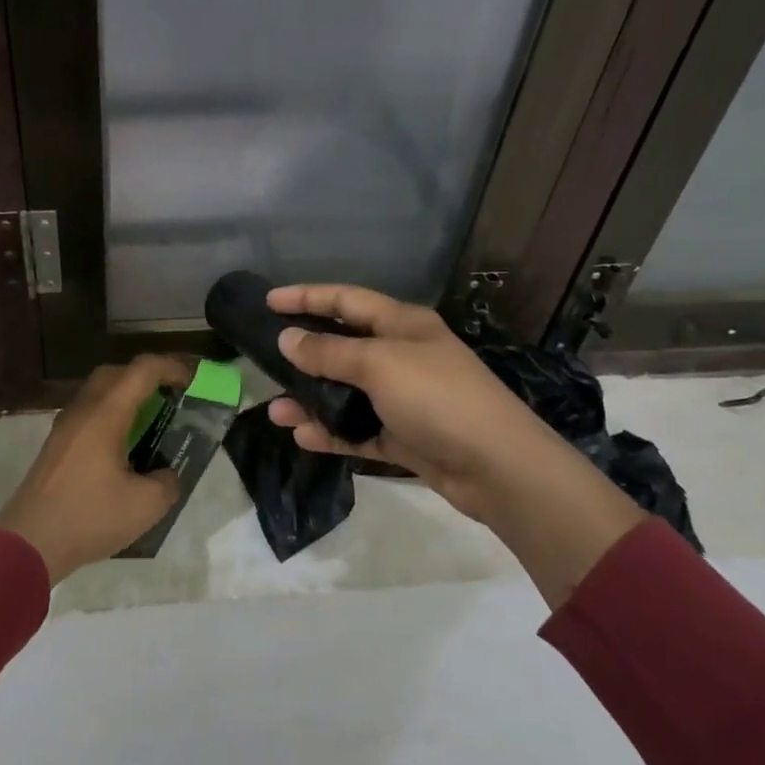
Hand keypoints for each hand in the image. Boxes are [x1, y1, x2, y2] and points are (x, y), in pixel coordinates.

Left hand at [0, 354, 193, 583]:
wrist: (29, 543)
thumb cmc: (89, 517)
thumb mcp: (145, 506)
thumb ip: (167, 483)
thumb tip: (165, 475)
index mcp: (106, 414)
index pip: (142, 370)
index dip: (171, 367)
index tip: (191, 383)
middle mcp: (82, 410)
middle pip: (116, 373)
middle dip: (146, 378)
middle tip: (169, 400)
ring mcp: (64, 427)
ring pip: (98, 393)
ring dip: (125, 398)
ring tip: (148, 425)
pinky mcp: (55, 446)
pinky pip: (87, 414)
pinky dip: (109, 417)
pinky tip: (121, 449)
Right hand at [263, 284, 580, 526]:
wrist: (498, 467)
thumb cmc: (438, 398)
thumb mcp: (379, 364)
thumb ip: (329, 351)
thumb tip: (287, 339)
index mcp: (402, 325)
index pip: (346, 300)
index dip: (306, 296)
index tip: (267, 301)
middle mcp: (402, 356)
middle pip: (342, 347)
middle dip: (304, 354)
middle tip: (265, 359)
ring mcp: (403, 399)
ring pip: (345, 393)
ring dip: (311, 400)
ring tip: (276, 411)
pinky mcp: (404, 436)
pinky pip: (357, 430)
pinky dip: (332, 433)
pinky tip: (303, 437)